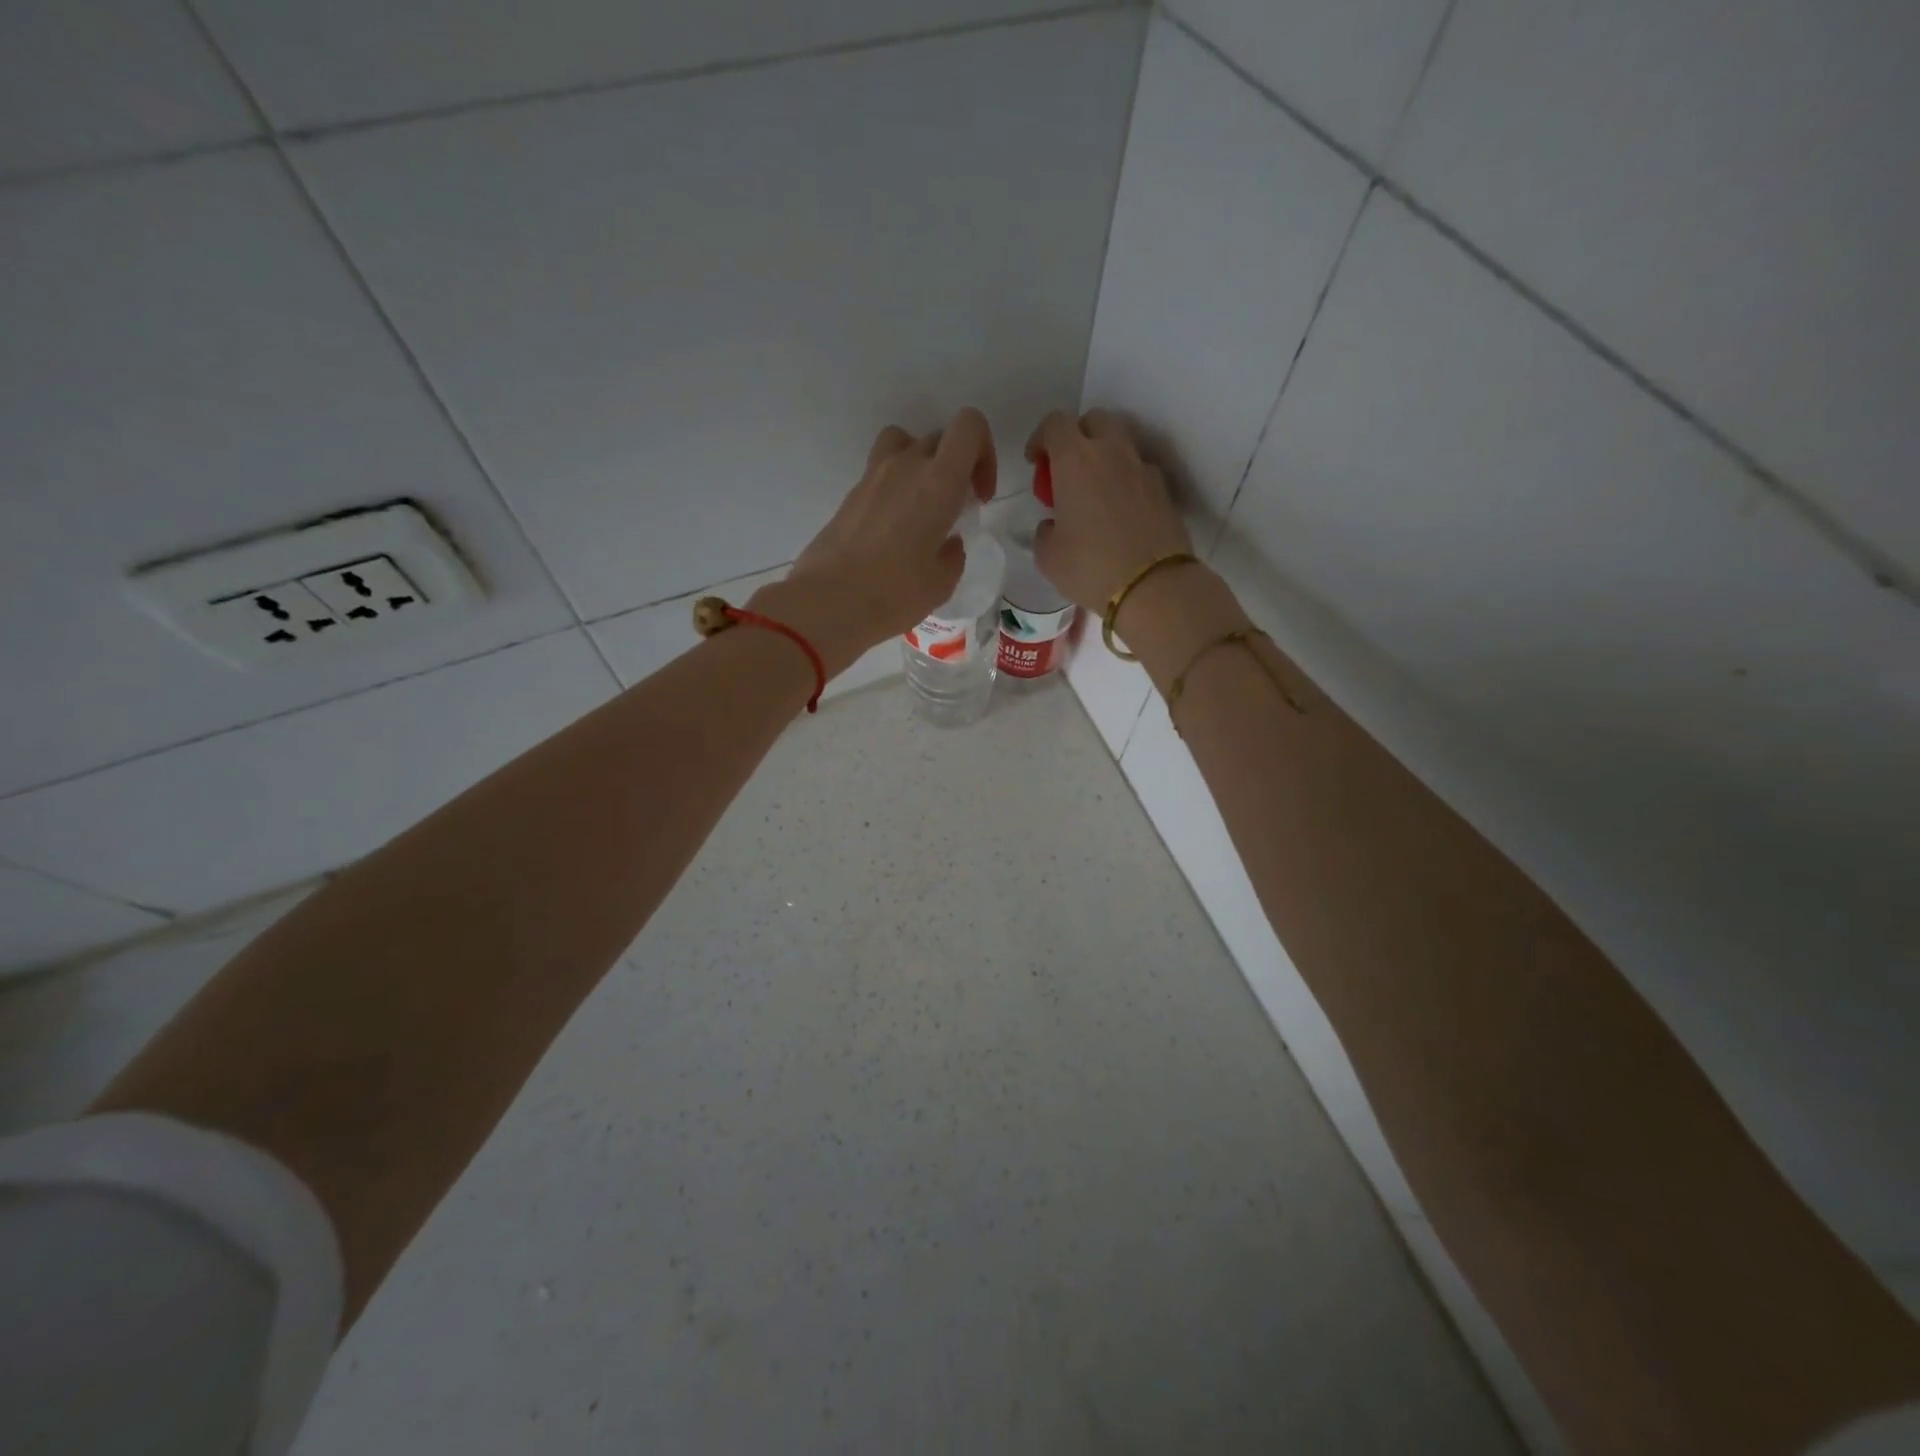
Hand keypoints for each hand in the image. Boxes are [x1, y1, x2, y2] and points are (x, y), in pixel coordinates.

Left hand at [751, 408, 995, 676]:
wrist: (827, 602)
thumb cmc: (894, 593)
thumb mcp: (941, 582)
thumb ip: (953, 554)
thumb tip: (947, 543)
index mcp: (938, 482)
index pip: (969, 426)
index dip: (984, 452)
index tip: (979, 494)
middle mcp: (905, 466)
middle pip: (939, 438)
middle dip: (955, 466)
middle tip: (955, 508)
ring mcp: (872, 476)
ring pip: (905, 445)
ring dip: (921, 466)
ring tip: (922, 506)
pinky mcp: (850, 494)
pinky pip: (881, 473)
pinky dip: (895, 488)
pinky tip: (893, 531)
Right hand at [1027, 408, 1249, 683]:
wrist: (1153, 586)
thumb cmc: (1090, 568)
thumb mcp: (1047, 556)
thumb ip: (1045, 530)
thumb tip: (1054, 524)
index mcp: (1075, 460)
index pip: (1055, 423)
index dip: (1041, 438)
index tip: (1035, 462)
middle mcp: (1111, 452)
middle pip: (1094, 420)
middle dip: (1078, 436)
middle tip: (1067, 470)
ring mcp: (1142, 469)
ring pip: (1120, 443)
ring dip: (1104, 457)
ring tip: (1095, 492)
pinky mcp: (1164, 490)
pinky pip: (1139, 472)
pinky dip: (1126, 481)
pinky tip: (1120, 513)